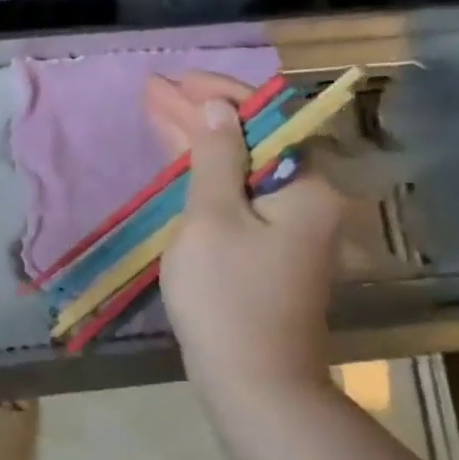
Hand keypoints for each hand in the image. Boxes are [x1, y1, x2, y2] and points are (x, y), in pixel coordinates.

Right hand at [144, 72, 343, 398]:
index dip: (219, 94)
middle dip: (201, 114)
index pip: (266, 117)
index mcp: (305, 185)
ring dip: (200, 141)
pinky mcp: (266, 249)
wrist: (252, 378)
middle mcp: (305, 198)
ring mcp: (286, 226)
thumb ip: (217, 159)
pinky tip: (180, 159)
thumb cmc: (227, 296)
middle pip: (252, 140)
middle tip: (154, 91)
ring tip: (156, 112)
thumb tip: (221, 109)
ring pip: (240, 167)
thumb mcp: (212, 219)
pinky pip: (236, 195)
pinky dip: (206, 174)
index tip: (176, 81)